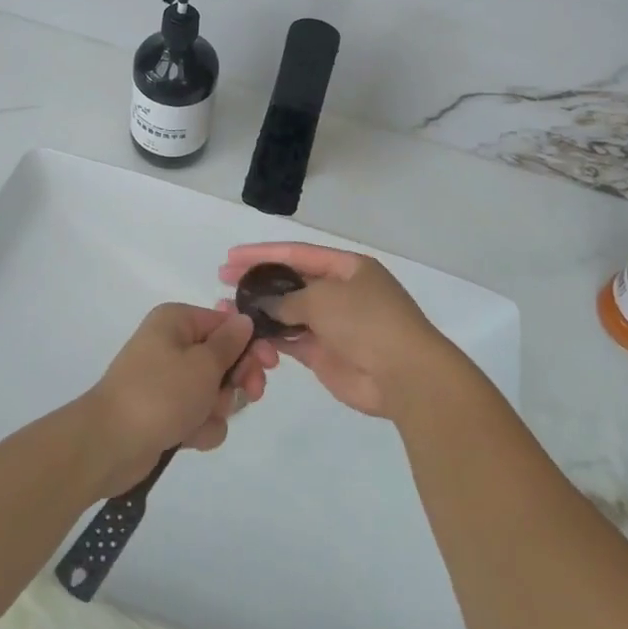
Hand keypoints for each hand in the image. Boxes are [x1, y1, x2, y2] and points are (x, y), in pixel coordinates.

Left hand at [80, 304, 267, 499]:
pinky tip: (188, 438)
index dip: (250, 344)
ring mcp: (167, 381)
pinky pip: (197, 415)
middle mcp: (171, 345)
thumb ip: (230, 343)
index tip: (269, 365)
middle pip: (223, 358)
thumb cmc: (160, 394)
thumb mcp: (203, 364)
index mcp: (177, 321)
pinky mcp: (165, 413)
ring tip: (201, 420)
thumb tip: (244, 319)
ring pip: (213, 391)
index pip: (226, 324)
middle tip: (250, 394)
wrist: (109, 444)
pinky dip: (199, 427)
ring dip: (216, 409)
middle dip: (236, 381)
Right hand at [218, 243, 453, 419]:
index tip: (231, 256)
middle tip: (223, 281)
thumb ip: (287, 298)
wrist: (404, 375)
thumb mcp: (324, 299)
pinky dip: (272, 338)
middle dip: (258, 281)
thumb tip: (262, 303)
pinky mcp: (325, 354)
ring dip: (260, 312)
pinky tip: (248, 335)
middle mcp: (339, 292)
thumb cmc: (367, 322)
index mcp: (347, 267)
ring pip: (288, 313)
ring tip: (227, 311)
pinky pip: (292, 340)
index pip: (297, 253)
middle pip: (291, 282)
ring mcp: (332, 324)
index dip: (263, 253)